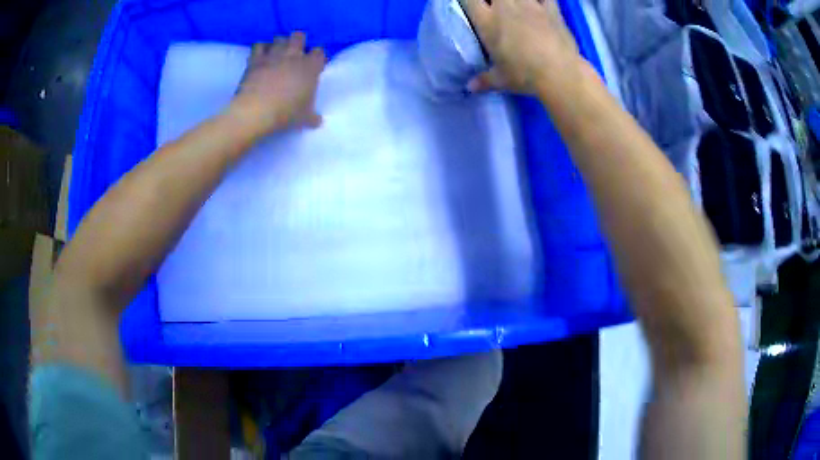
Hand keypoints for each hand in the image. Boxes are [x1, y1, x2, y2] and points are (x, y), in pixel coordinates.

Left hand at [227, 32, 325, 136]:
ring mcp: (273, 55)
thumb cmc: (285, 113)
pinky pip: (259, 45)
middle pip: (299, 36)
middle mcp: (293, 56)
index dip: (316, 58)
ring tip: (277, 53)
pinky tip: (260, 55)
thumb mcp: (304, 118)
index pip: (319, 53)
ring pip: (279, 38)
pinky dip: (260, 48)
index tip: (314, 66)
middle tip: (295, 54)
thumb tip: (318, 121)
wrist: (256, 111)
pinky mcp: (256, 59)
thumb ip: (312, 116)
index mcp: (310, 67)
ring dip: (279, 44)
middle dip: (298, 42)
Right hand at [462, 0, 580, 94]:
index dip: (469, 1)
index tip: (474, 6)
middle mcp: (505, 7)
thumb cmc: (525, 75)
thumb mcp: (502, 80)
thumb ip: (484, 80)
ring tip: (518, 8)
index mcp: (487, 22)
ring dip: (516, 0)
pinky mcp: (551, 9)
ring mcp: (530, 5)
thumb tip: (470, 87)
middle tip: (496, 7)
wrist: (559, 73)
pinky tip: (540, 4)